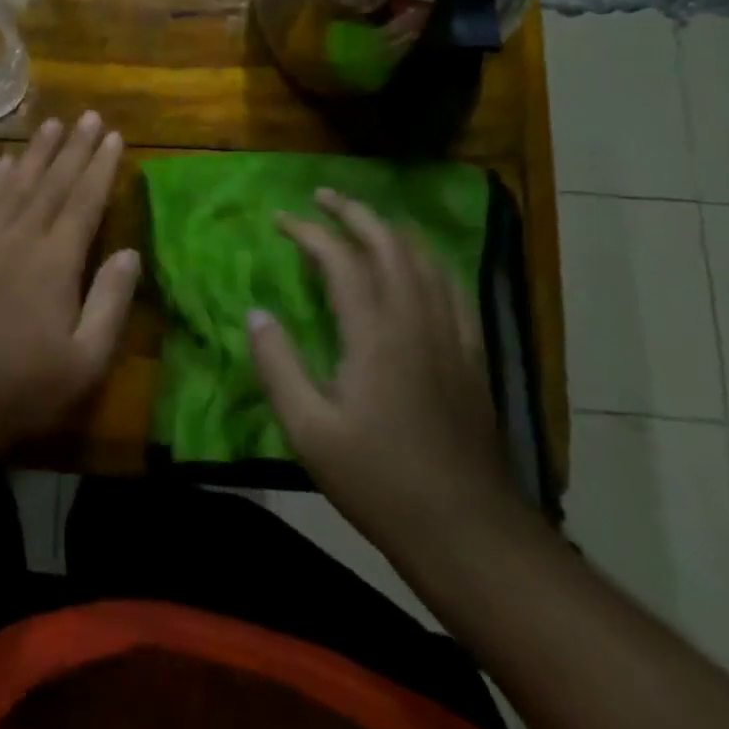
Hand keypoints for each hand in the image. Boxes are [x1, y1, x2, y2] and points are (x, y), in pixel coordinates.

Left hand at [0, 112, 140, 448]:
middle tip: (89, 116)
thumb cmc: (26, 387)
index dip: (100, 167)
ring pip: (14, 186)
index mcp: (55, 262)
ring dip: (35, 153)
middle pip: (51, 184)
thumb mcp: (86, 359)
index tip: (113, 137)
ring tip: (53, 124)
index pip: (84, 202)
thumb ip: (110, 301)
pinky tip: (3, 162)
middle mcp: (19, 239)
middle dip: (73, 148)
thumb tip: (131, 252)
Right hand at [248, 188, 515, 546]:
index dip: (309, 232)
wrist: (468, 531)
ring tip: (364, 220)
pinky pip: (452, 288)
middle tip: (323, 197)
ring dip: (391, 230)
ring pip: (425, 260)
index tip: (281, 220)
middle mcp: (417, 321)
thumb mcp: (308, 431)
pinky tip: (418, 267)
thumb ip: (277, 365)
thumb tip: (256, 313)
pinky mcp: (473, 356)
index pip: (341, 259)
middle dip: (354, 213)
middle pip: (389, 244)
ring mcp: (452, 336)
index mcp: (375, 334)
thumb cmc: (379, 481)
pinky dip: (428, 261)